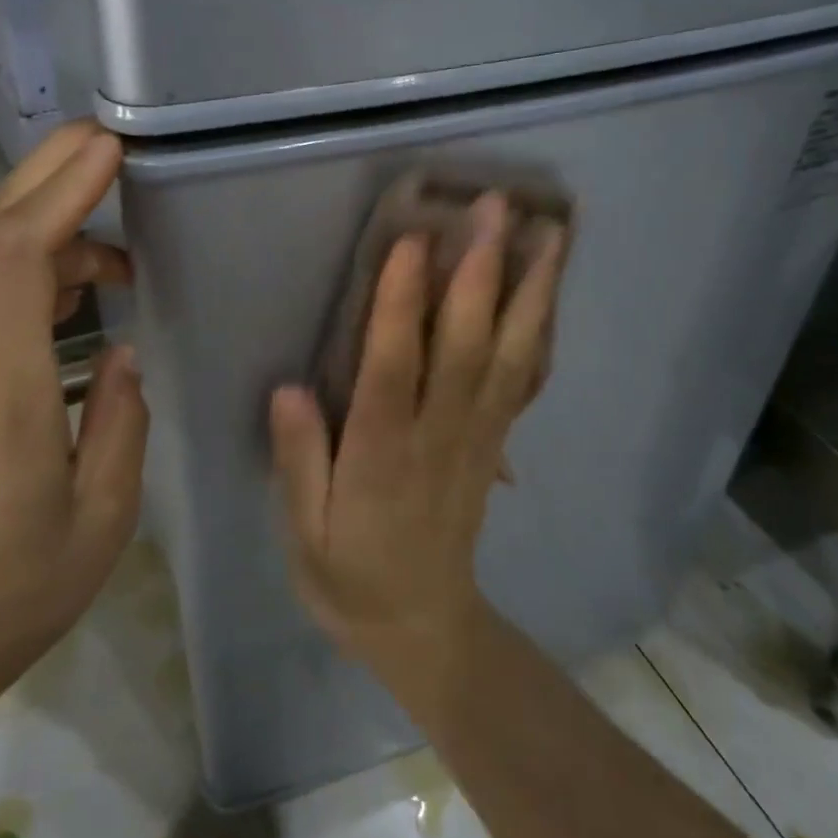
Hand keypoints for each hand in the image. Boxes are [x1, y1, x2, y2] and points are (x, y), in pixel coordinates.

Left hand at [0, 121, 147, 721]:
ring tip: (118, 247)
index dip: (60, 191)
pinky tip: (75, 295)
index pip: (15, 257)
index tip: (110, 150)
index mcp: (0, 394)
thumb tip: (123, 352)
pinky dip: (28, 272)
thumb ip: (121, 422)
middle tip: (107, 144)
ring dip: (46, 228)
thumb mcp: (102, 519)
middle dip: (46, 176)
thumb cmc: (14, 593)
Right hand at [270, 193, 566, 692]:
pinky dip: (539, 329)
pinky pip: (522, 379)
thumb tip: (288, 388)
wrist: (424, 630)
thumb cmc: (351, 578)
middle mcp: (437, 435)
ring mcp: (476, 437)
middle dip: (482, 272)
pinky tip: (548, 290)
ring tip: (547, 234)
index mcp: (381, 455)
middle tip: (495, 207)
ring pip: (510, 357)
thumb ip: (297, 462)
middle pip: (467, 346)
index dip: (403, 304)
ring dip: (529, 292)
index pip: (394, 368)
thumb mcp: (303, 535)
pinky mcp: (494, 442)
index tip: (413, 240)